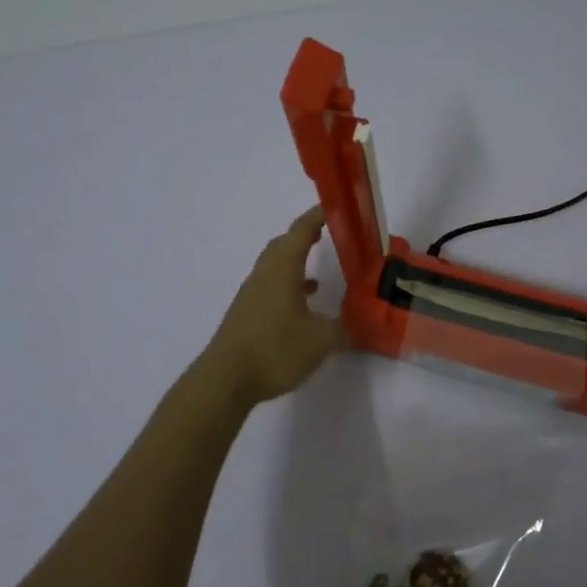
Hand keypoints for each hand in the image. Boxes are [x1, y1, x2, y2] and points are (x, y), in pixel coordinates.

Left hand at [202, 207, 349, 405]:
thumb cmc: (275, 349)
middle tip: (327, 234)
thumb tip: (361, 324)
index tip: (332, 207)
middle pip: (284, 244)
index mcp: (282, 269)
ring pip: (275, 266)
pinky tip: (302, 305)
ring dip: (295, 263)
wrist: (226, 379)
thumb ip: (344, 329)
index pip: (301, 231)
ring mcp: (252, 293)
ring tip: (318, 270)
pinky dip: (287, 286)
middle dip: (304, 236)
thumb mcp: (320, 341)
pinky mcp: (246, 313)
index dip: (317, 216)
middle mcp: (264, 274)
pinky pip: (270, 286)